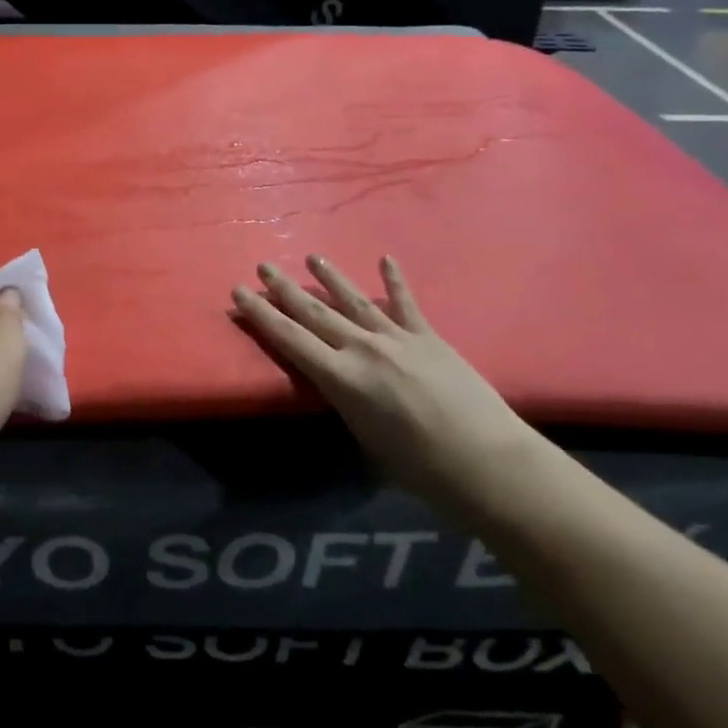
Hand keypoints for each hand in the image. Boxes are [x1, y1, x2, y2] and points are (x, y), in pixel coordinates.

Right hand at [232, 255, 543, 515]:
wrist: (488, 464)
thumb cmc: (421, 470)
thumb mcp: (366, 442)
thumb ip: (349, 405)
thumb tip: (345, 387)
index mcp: (342, 378)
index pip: (290, 339)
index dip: (261, 315)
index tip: (238, 292)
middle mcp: (363, 349)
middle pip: (315, 313)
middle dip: (285, 289)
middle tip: (263, 266)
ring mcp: (398, 339)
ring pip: (354, 301)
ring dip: (330, 277)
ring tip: (312, 257)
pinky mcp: (429, 338)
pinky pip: (406, 305)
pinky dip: (395, 281)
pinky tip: (386, 259)